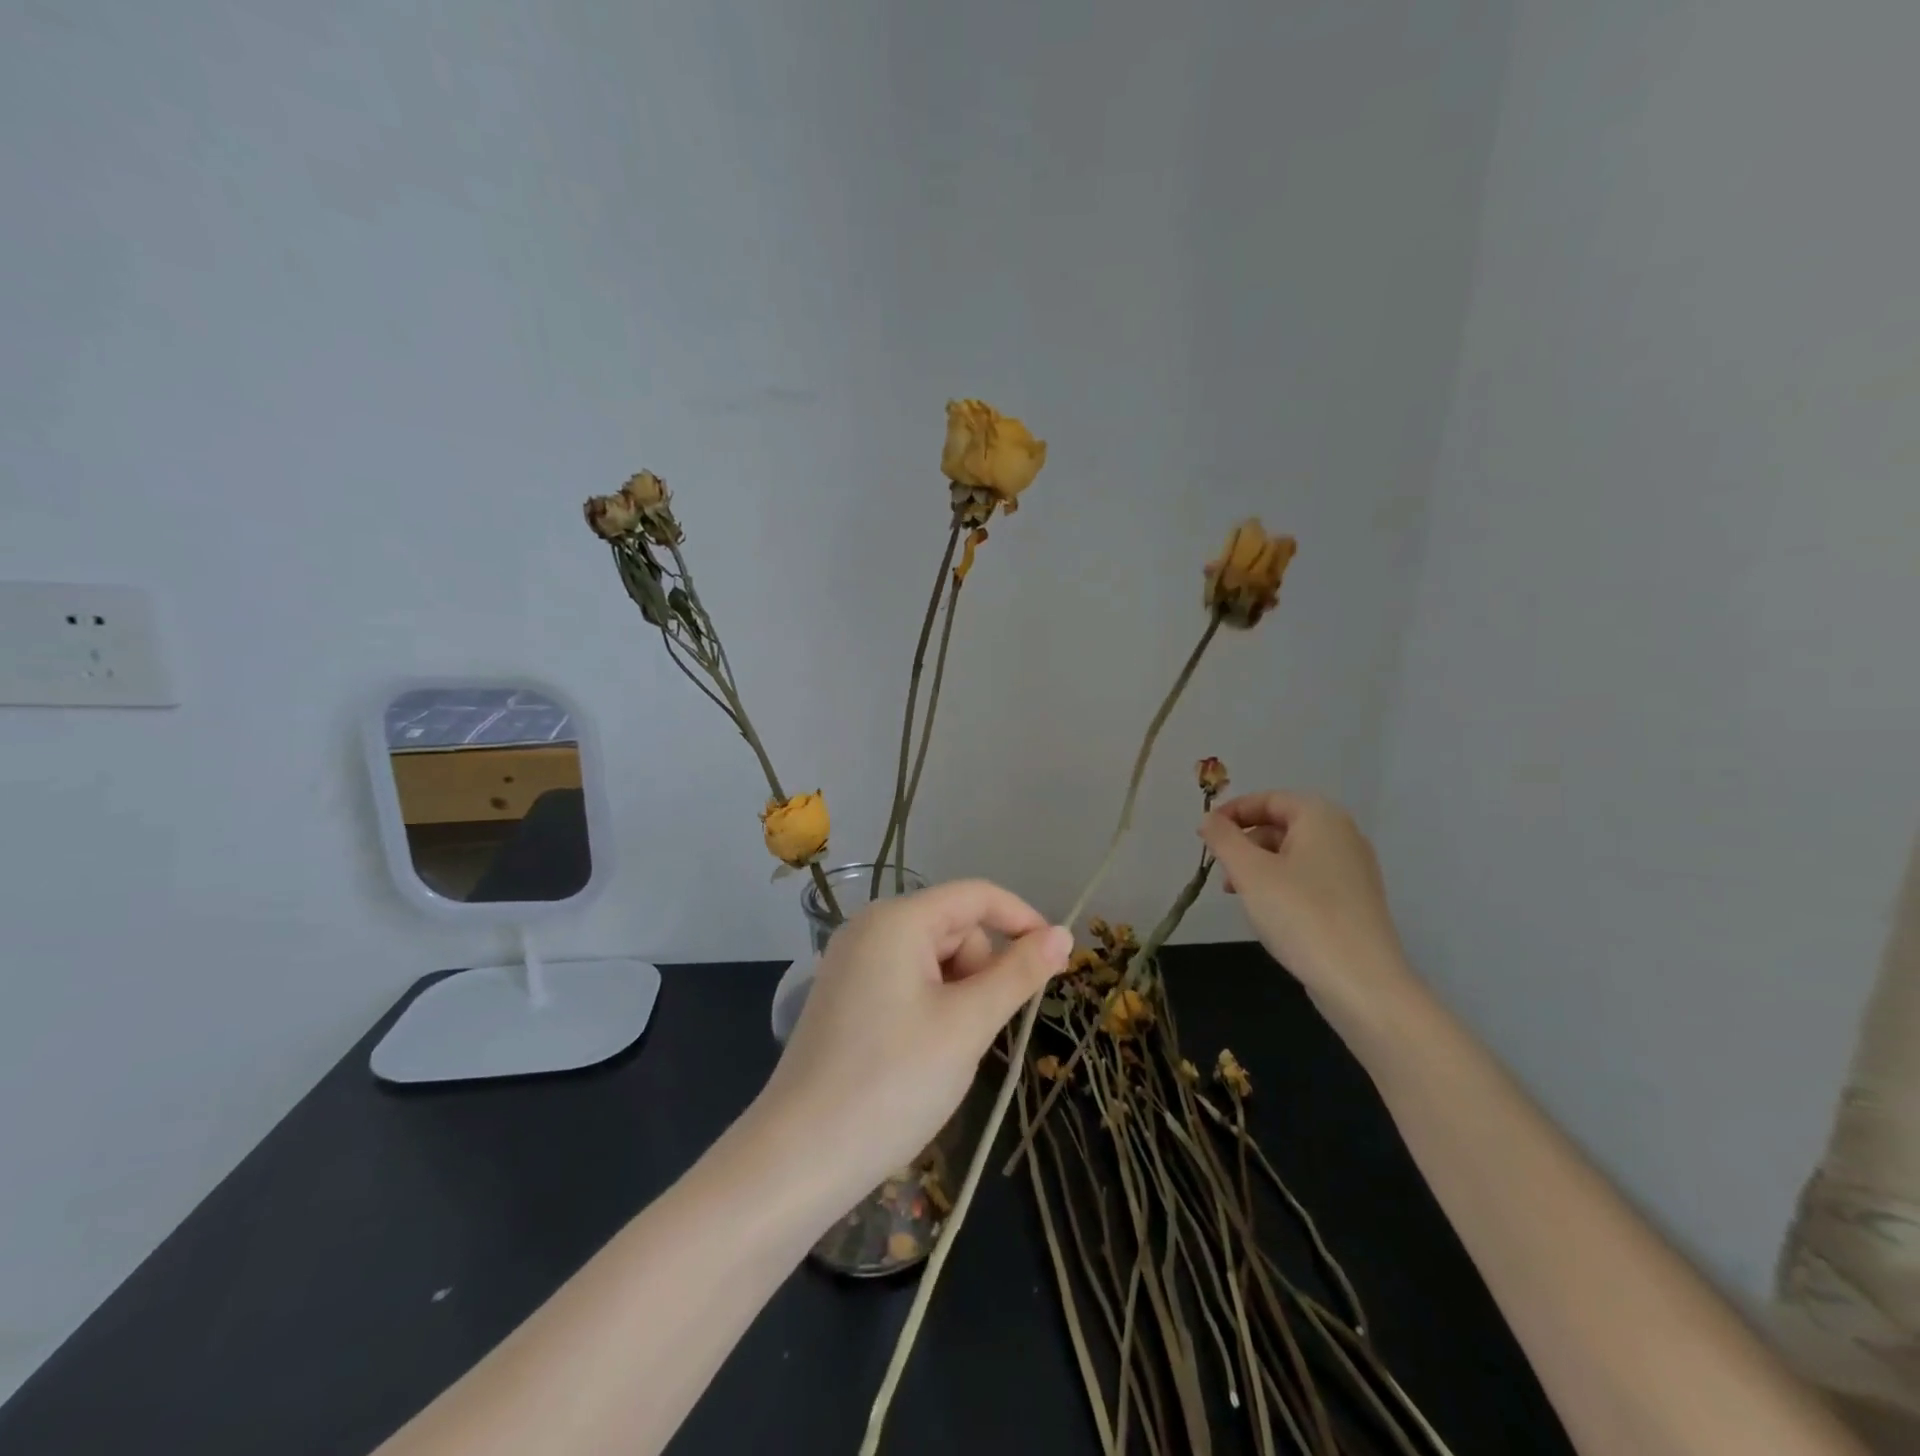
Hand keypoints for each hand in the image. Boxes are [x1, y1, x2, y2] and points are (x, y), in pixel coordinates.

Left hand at [755, 880, 1071, 1206]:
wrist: (798, 1159)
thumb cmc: (892, 1083)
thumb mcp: (967, 1025)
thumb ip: (1018, 974)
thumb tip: (1063, 935)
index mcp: (896, 920)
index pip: (976, 896)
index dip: (1022, 920)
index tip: (1056, 962)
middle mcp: (869, 929)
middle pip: (953, 928)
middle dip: (982, 971)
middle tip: (977, 1033)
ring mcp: (852, 963)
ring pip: (933, 960)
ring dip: (958, 996)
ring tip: (946, 1052)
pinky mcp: (845, 997)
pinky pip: (907, 982)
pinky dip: (931, 1008)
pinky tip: (921, 1055)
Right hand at [1199, 791, 1417, 1018]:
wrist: (1361, 982)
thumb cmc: (1300, 915)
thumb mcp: (1249, 872)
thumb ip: (1223, 839)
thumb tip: (1208, 819)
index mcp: (1321, 817)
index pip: (1268, 799)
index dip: (1232, 812)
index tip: (1204, 835)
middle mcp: (1343, 834)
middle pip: (1281, 824)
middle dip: (1244, 842)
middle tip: (1220, 870)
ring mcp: (1353, 868)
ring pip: (1293, 853)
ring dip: (1259, 866)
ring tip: (1238, 895)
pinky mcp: (1355, 900)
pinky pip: (1309, 877)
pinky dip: (1281, 884)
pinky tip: (1268, 912)